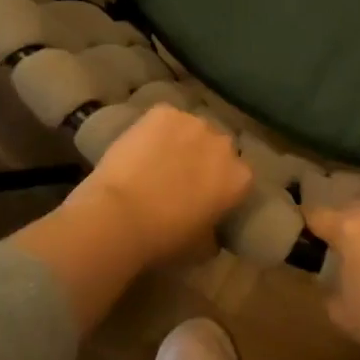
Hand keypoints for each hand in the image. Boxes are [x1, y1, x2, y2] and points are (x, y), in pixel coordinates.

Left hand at [69, 105, 252, 267]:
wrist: (119, 215)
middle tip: (180, 176)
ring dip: (181, 140)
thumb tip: (211, 228)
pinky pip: (164, 118)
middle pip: (217, 147)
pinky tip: (139, 145)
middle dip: (204, 158)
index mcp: (239, 178)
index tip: (205, 195)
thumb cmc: (163, 239)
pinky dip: (155, 129)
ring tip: (157, 158)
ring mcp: (194, 123)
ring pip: (191, 129)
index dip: (220, 184)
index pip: (238, 176)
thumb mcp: (201, 247)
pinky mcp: (164, 112)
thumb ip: (214, 231)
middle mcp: (224, 145)